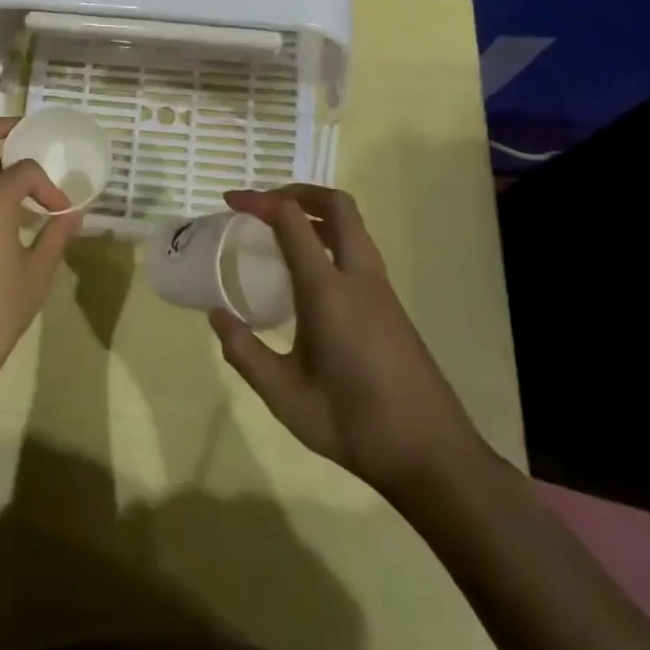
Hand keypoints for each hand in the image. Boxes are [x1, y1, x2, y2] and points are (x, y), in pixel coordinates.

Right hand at [212, 185, 488, 503]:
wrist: (433, 457)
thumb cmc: (354, 424)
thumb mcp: (285, 396)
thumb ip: (245, 353)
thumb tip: (216, 315)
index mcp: (328, 290)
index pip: (292, 220)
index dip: (259, 201)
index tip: (230, 202)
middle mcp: (359, 277)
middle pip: (337, 205)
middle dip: (298, 192)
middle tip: (264, 206)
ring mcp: (381, 290)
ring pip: (353, 226)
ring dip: (317, 213)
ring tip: (282, 232)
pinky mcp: (392, 306)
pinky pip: (359, 250)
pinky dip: (331, 238)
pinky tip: (310, 273)